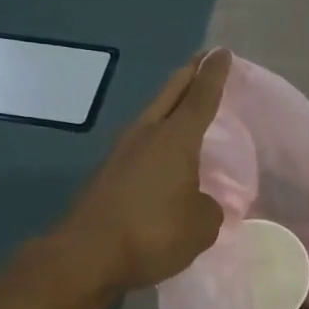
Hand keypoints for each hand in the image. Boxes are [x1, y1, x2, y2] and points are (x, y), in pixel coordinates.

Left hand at [57, 48, 231, 291]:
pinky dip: (158, 138)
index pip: (201, 97)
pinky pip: (142, 144)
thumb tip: (198, 203)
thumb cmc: (153, 232)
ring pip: (152, 117)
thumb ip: (209, 208)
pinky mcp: (108, 174)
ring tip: (186, 105)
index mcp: (175, 138)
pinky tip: (165, 154)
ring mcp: (122, 152)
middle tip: (203, 60)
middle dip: (189, 75)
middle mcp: (146, 135)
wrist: (86, 256)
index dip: (214, 75)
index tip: (222, 52)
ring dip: (170, 106)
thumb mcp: (201, 226)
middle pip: (171, 94)